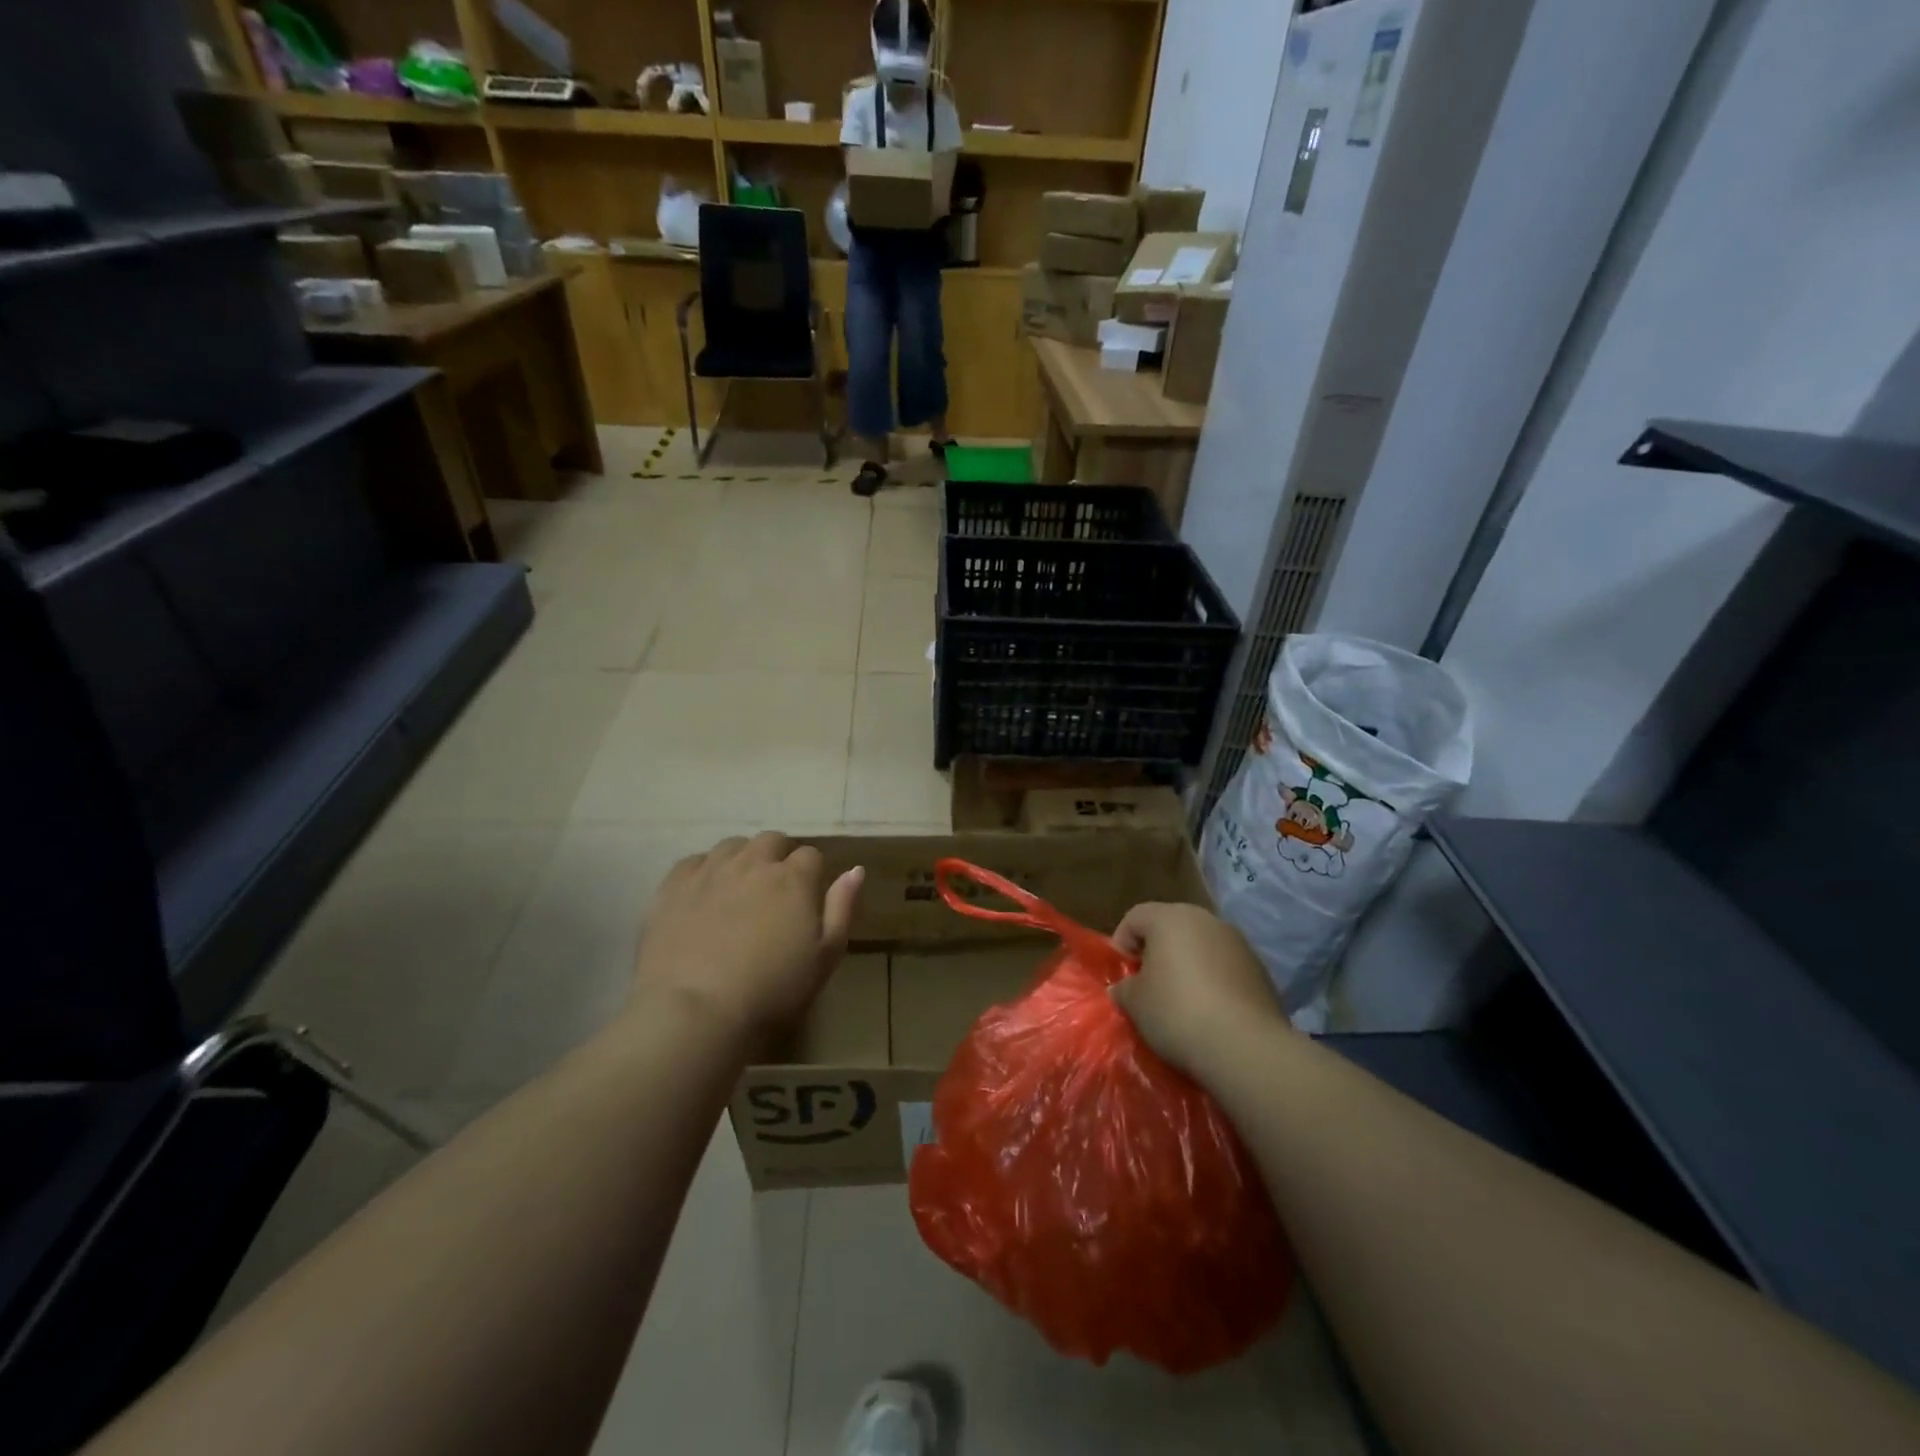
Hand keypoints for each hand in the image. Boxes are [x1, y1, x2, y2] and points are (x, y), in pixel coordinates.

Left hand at [631, 833, 863, 1046]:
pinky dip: (704, 872)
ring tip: (738, 892)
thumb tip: (855, 870)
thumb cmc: (771, 991)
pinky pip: (694, 862)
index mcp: (793, 878)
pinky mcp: (673, 886)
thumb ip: (842, 909)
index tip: (806, 901)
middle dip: (778, 859)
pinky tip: (704, 896)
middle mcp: (752, 863)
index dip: (812, 875)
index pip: (811, 856)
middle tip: (774, 895)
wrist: (695, 1013)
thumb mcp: (825, 957)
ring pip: (732, 846)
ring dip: (742, 860)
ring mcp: (710, 871)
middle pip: (771, 841)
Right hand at [1109, 903, 1288, 1076]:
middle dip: (1156, 952)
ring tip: (1181, 1001)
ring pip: (1201, 946)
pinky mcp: (1260, 969)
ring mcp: (1237, 942)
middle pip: (1171, 927)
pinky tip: (1210, 1011)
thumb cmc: (1177, 1013)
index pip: (1135, 917)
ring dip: (1188, 965)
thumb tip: (1125, 988)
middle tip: (1148, 985)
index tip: (1121, 975)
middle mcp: (1205, 920)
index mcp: (1169, 918)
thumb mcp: (1135, 1004)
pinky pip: (1225, 967)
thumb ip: (1124, 988)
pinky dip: (1214, 981)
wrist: (1246, 1046)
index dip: (1121, 943)